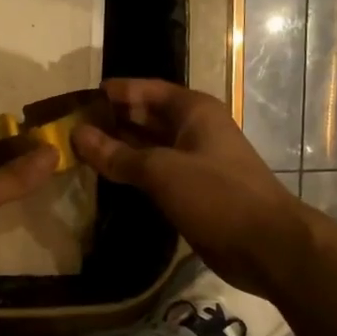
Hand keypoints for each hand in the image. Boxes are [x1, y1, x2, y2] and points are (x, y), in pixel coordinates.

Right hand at [73, 78, 301, 295]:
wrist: (266, 245)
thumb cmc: (217, 195)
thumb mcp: (161, 171)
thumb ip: (116, 154)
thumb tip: (77, 134)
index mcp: (194, 111)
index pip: (146, 90)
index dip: (115, 92)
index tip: (78, 98)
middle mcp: (195, 129)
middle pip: (146, 116)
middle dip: (112, 119)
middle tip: (70, 126)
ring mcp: (195, 161)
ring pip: (149, 146)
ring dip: (119, 147)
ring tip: (79, 150)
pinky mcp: (193, 190)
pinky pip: (155, 172)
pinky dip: (132, 171)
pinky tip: (106, 176)